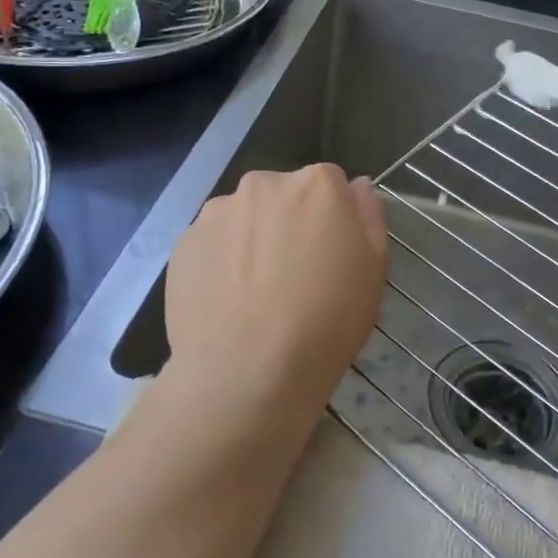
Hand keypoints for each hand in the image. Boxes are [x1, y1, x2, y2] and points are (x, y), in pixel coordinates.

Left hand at [163, 165, 387, 429]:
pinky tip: (227, 302)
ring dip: (252, 239)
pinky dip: (220, 262)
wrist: (246, 373)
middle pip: (283, 195)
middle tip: (294, 276)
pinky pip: (212, 243)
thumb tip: (354, 187)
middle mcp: (264, 183)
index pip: (331, 184)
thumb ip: (368, 215)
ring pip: (244, 218)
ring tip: (254, 294)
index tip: (331, 255)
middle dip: (289, 222)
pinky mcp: (184, 242)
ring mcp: (217, 211)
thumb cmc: (326, 322)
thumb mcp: (373, 270)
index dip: (333, 219)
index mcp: (317, 184)